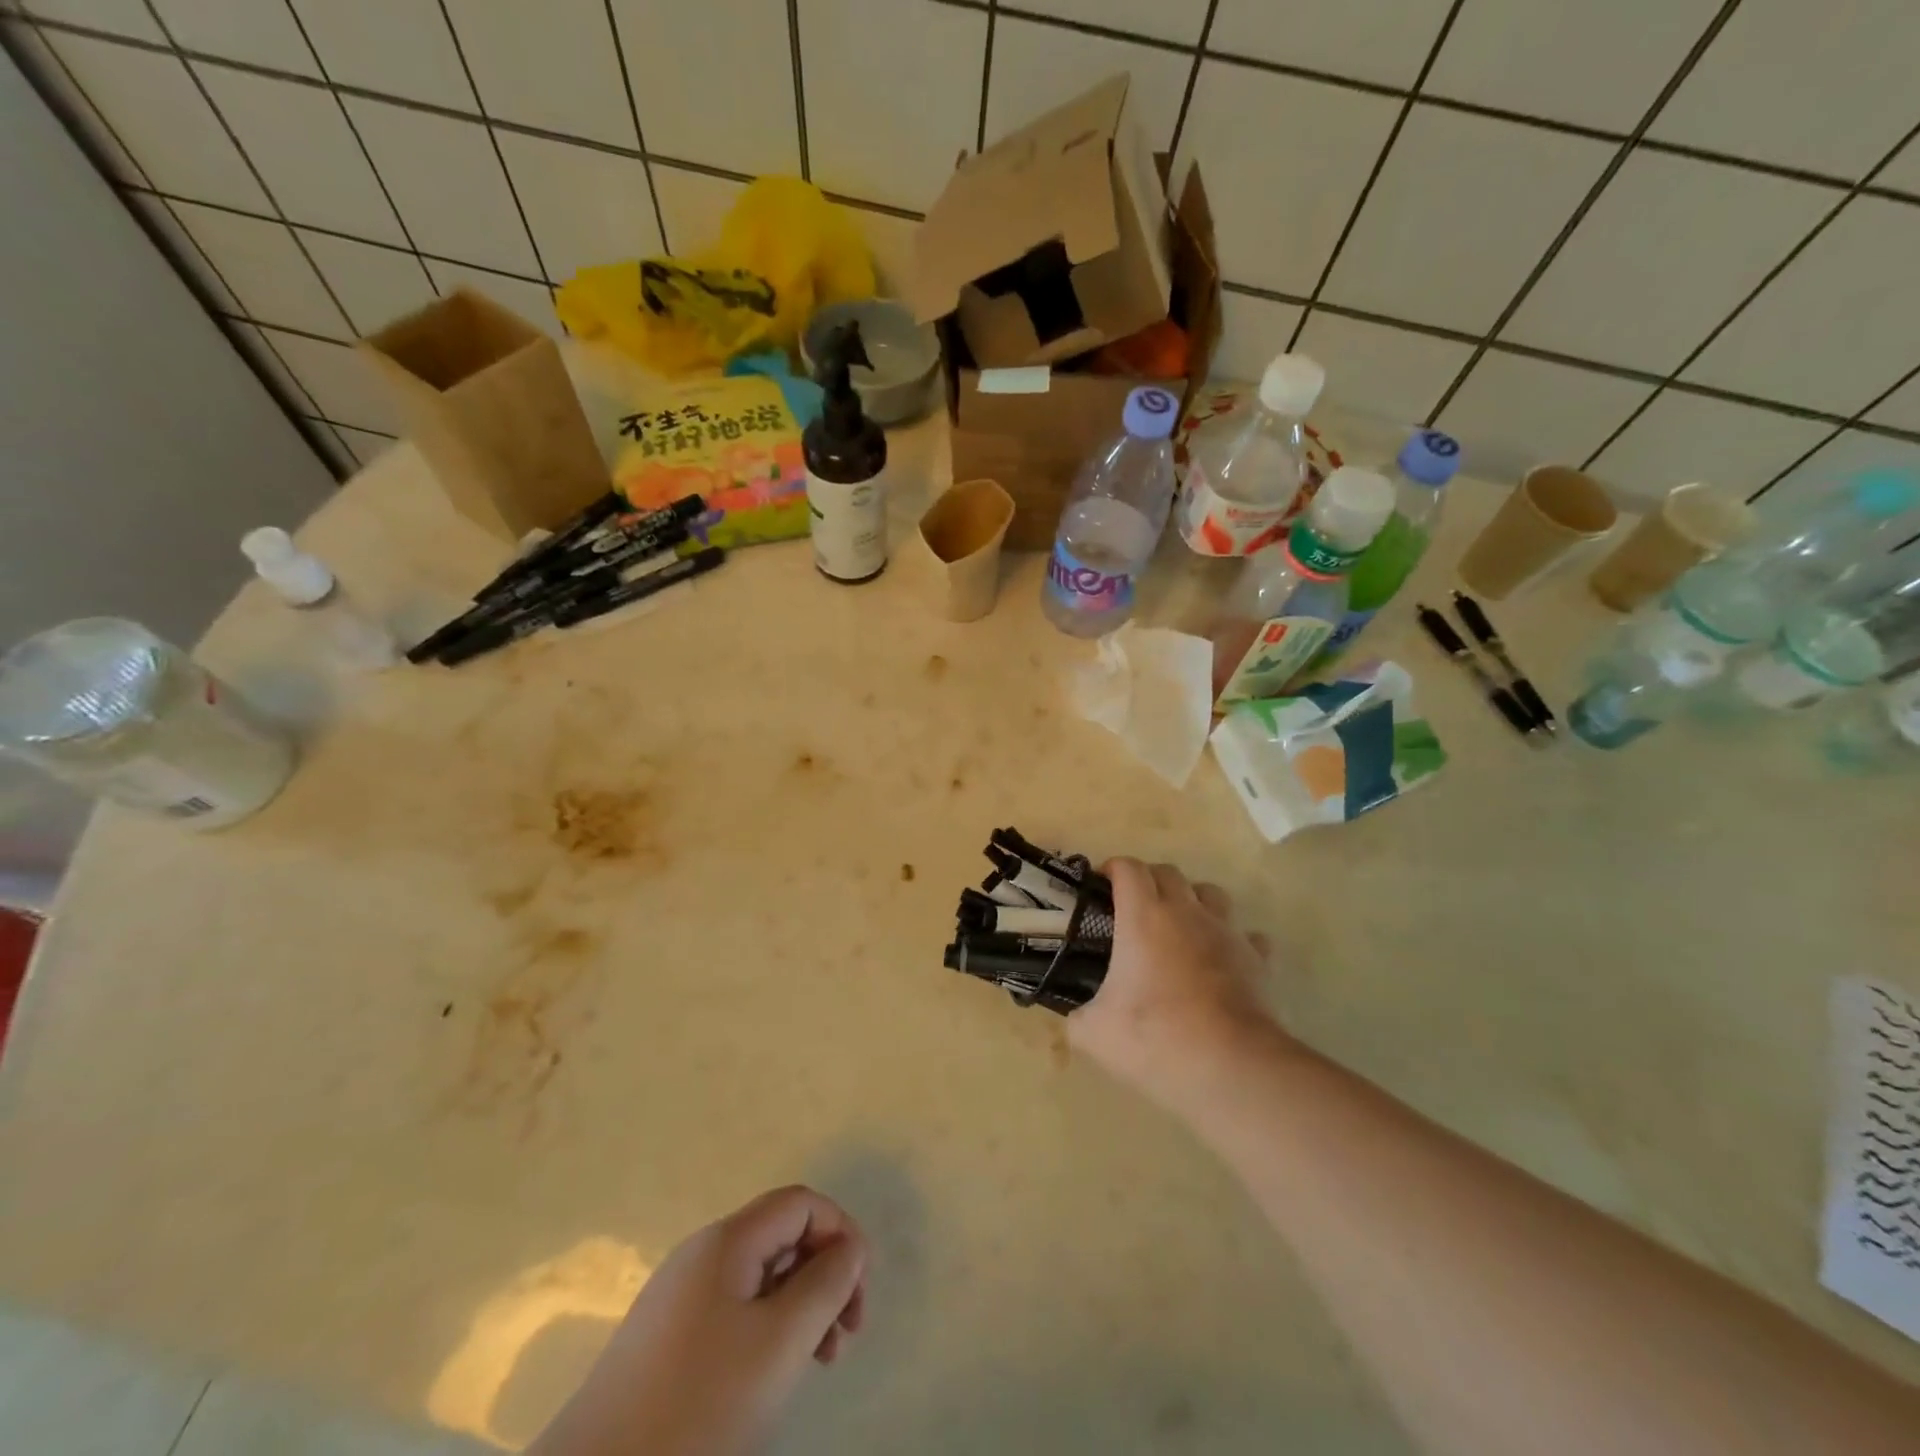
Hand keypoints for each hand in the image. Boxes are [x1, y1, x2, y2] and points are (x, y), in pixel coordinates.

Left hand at [531, 1186, 865, 1455]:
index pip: (801, 1203)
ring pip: (762, 1277)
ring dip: (801, 1306)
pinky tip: (773, 1378)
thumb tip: (850, 1247)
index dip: (840, 1233)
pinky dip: (769, 1330)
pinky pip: (736, 1311)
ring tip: (820, 1362)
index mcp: (727, 1241)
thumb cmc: (696, 1408)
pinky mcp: (667, 1340)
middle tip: (846, 1335)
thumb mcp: (778, 1344)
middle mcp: (702, 1255)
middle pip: (783, 1236)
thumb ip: (825, 1284)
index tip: (858, 1295)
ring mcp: (681, 1297)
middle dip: (824, 1274)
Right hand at [1068, 858, 1285, 1107]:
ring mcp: (1227, 932)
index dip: (1112, 870)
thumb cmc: (1155, 1039)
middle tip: (1133, 910)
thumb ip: (1077, 1016)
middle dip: (1149, 881)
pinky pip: (1246, 934)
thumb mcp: (1093, 1034)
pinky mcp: (1258, 959)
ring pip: (1211, 893)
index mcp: (1143, 917)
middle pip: (1169, 872)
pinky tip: (1221, 961)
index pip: (1128, 868)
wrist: (1230, 1068)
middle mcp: (1187, 913)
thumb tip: (1076, 1016)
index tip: (1100, 888)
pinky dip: (1232, 940)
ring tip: (1179, 928)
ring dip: (1192, 901)